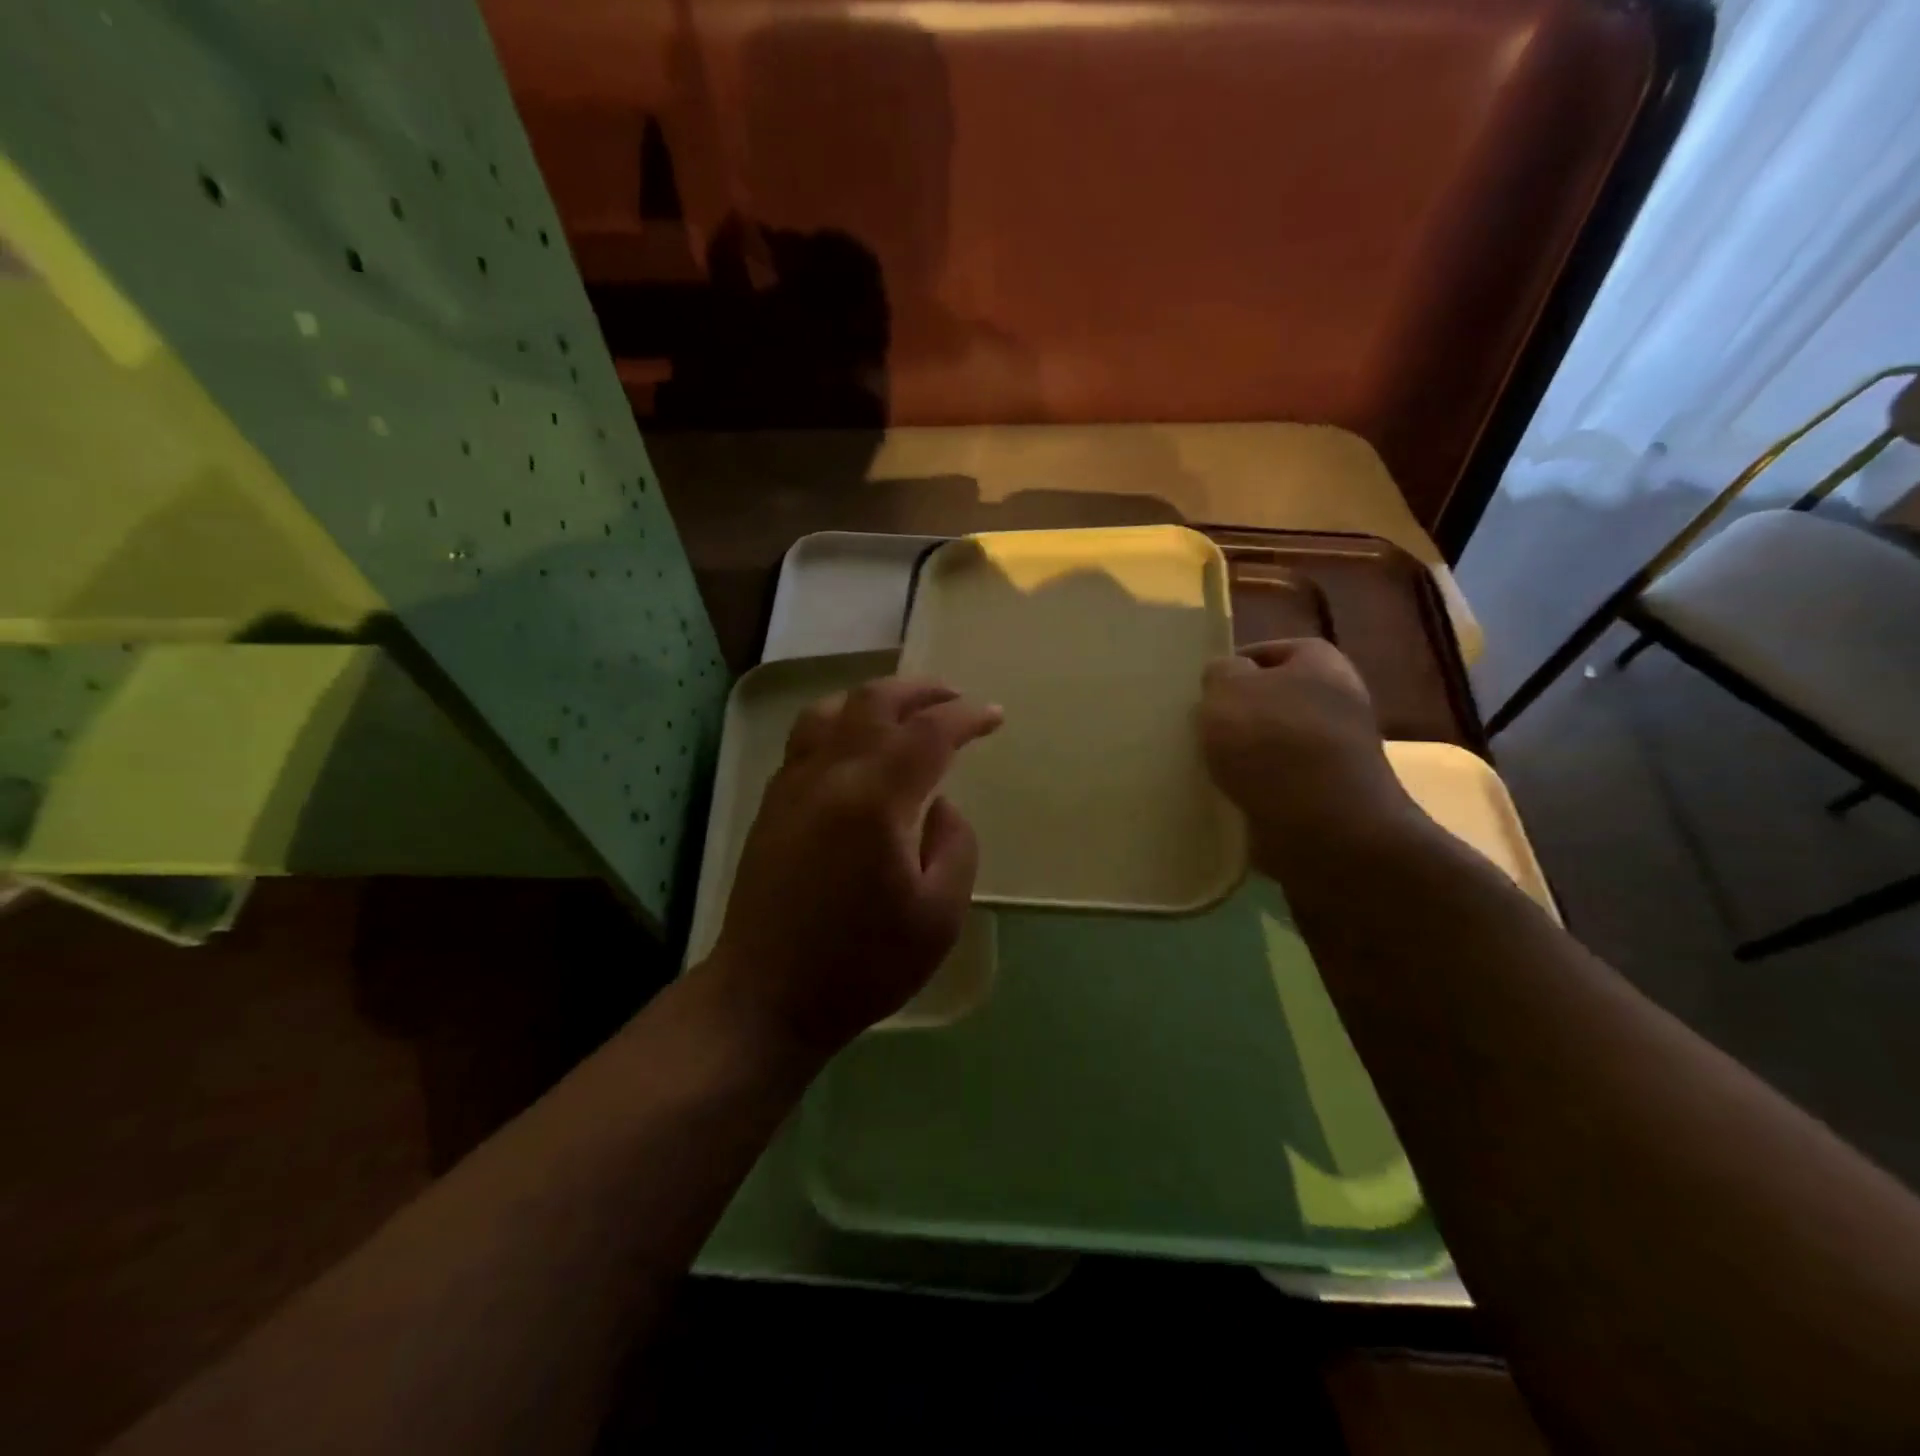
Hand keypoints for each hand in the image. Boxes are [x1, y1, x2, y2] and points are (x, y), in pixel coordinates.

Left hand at [705, 678, 1002, 1056]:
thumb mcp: (939, 916)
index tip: (995, 717)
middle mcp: (829, 775)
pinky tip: (858, 744)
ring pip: (832, 709)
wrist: (766, 996)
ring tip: (906, 711)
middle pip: (875, 701)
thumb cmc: (862, 965)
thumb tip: (941, 804)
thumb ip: (955, 845)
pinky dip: (842, 720)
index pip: (929, 732)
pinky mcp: (772, 802)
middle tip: (956, 700)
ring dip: (876, 698)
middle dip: (922, 690)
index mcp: (875, 799)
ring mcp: (792, 784)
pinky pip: (807, 736)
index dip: (967, 716)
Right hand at [1199, 639, 1421, 873]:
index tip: (1200, 690)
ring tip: (1205, 765)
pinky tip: (1226, 795)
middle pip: (1270, 700)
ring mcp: (1334, 752)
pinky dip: (1253, 788)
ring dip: (1241, 755)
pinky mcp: (1324, 796)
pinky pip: (1276, 782)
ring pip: (1271, 743)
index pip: (1267, 651)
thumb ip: (1220, 672)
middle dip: (1235, 715)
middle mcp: (1336, 701)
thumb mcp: (1228, 689)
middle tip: (1197, 728)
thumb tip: (1226, 677)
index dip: (1231, 666)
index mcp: (1320, 662)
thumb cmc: (1273, 741)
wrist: (1323, 826)